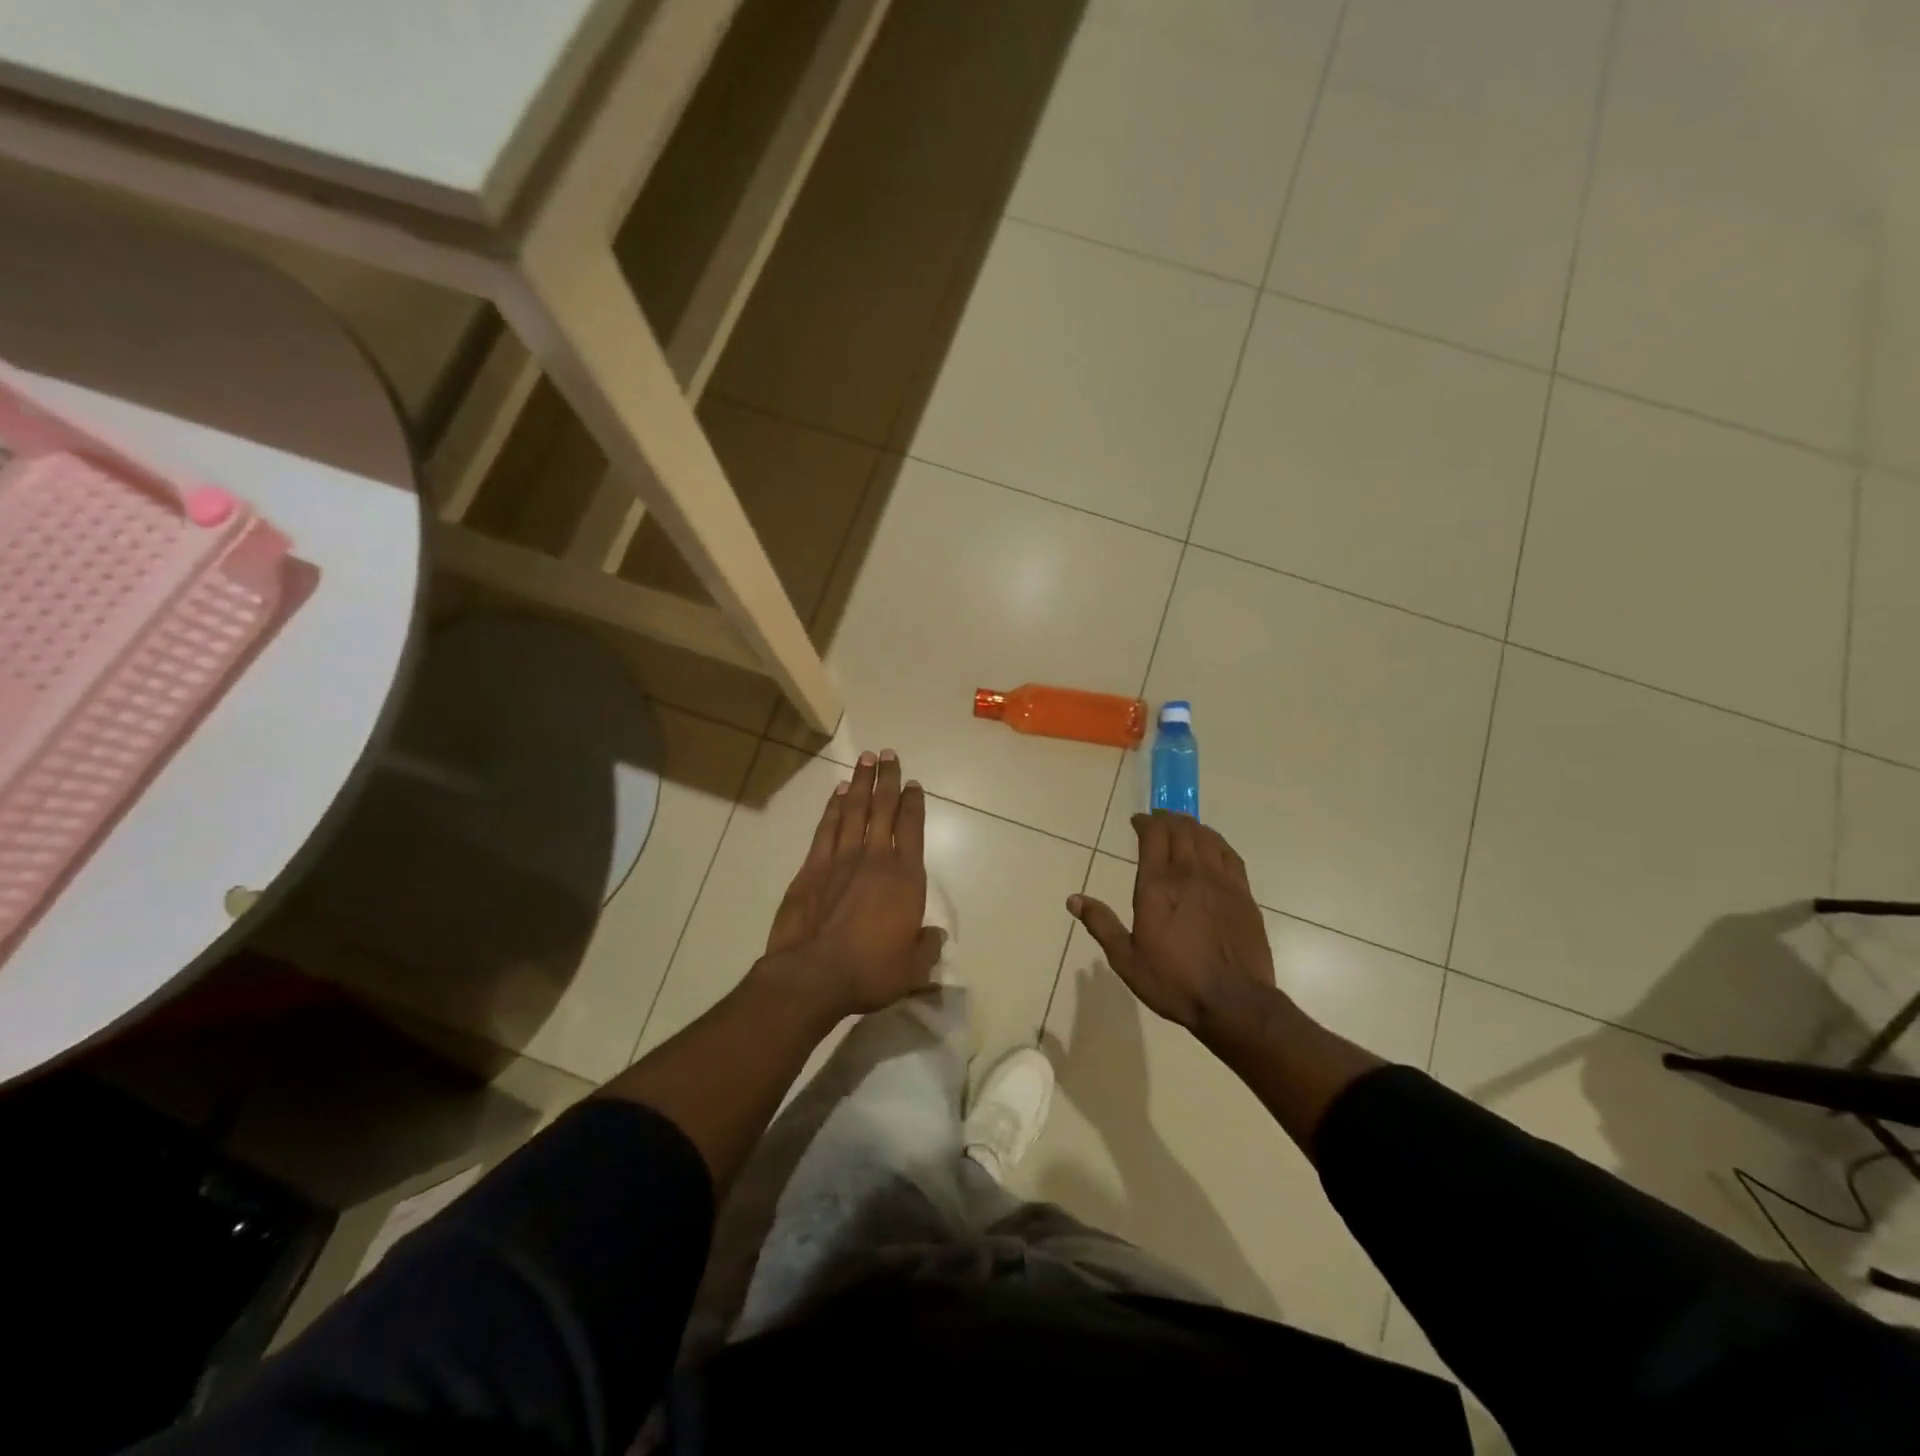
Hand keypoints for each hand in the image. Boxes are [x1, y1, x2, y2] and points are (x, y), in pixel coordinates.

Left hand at [758, 749, 943, 1020]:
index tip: (913, 783)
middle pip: (883, 808)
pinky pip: (826, 828)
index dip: (913, 803)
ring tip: (865, 760)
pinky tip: (838, 793)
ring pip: (854, 810)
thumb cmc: (870, 971)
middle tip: (888, 754)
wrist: (813, 975)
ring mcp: (841, 859)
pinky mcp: (812, 868)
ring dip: (861, 783)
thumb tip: (935, 936)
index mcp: (905, 877)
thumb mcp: (912, 969)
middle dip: (887, 779)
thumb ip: (927, 947)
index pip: (912, 828)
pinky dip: (833, 807)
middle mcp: (875, 858)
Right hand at [1068, 812, 1274, 1034]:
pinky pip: (1230, 855)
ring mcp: (1220, 882)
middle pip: (1180, 830)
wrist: (1234, 1002)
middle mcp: (1189, 874)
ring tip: (1181, 827)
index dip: (1145, 822)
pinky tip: (1212, 845)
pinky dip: (1217, 842)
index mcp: (1157, 886)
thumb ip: (1101, 924)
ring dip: (1191, 826)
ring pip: (1206, 837)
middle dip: (1166, 820)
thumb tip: (1073, 899)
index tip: (1137, 822)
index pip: (1153, 836)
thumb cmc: (1174, 981)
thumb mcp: (1126, 959)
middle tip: (1157, 821)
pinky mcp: (1243, 894)